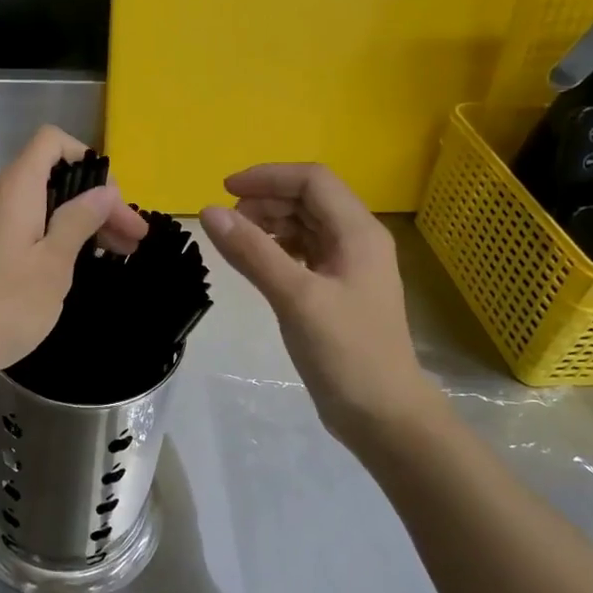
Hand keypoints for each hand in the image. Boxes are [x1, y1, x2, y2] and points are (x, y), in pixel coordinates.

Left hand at [0, 126, 149, 388]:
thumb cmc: (0, 305)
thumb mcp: (52, 264)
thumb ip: (79, 221)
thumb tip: (103, 190)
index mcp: (16, 189)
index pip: (52, 142)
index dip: (88, 160)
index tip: (113, 203)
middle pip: (50, 177)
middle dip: (94, 201)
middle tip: (132, 241)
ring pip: (37, 207)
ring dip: (75, 224)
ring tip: (110, 255)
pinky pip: (20, 229)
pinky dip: (50, 239)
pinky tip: (67, 269)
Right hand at [199, 164, 438, 443]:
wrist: (383, 415)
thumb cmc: (345, 352)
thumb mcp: (296, 297)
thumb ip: (252, 252)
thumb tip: (209, 211)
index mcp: (358, 232)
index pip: (312, 180)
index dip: (268, 176)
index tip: (224, 190)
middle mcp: (357, 241)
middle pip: (309, 199)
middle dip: (266, 200)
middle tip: (226, 221)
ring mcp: (349, 267)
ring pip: (305, 225)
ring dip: (270, 223)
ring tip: (235, 240)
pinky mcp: (337, 291)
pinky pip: (304, 253)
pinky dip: (277, 248)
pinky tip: (256, 262)